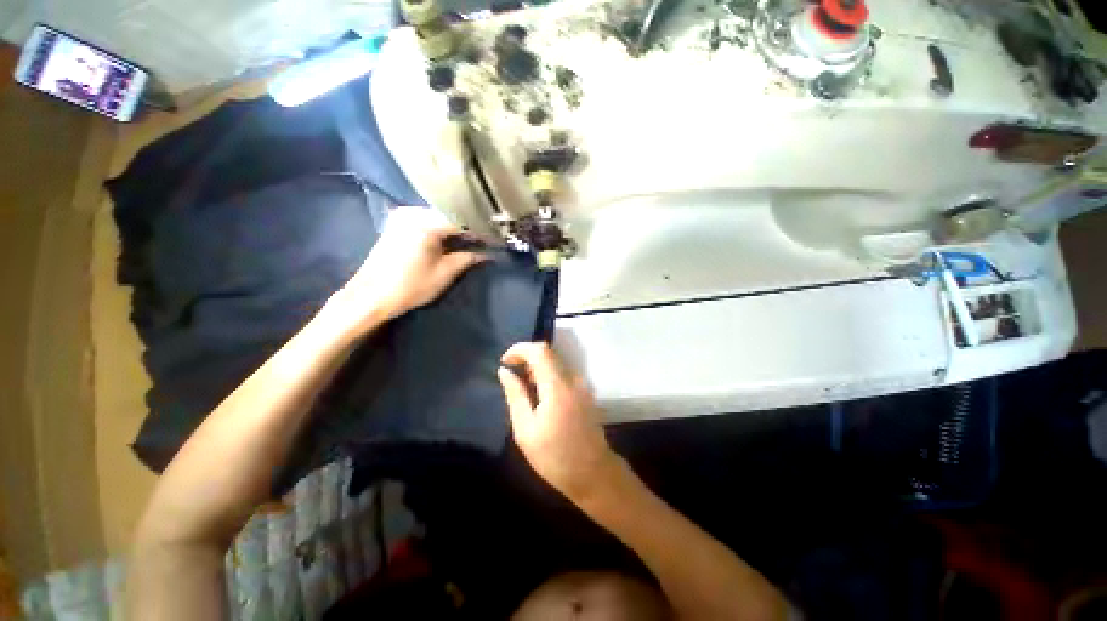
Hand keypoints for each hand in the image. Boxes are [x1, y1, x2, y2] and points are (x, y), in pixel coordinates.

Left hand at [334, 207, 486, 333]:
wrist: (370, 296)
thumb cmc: (411, 286)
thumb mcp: (445, 273)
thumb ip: (468, 258)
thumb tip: (488, 254)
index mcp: (425, 223)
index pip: (462, 220)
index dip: (481, 230)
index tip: (496, 238)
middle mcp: (412, 212)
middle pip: (450, 214)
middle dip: (469, 225)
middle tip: (487, 236)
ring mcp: (402, 216)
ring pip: (438, 215)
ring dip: (456, 226)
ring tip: (473, 237)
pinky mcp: (397, 223)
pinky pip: (427, 219)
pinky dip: (442, 227)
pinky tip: (452, 236)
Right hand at [498, 342, 619, 502]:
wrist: (593, 473)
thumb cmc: (555, 457)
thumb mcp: (525, 430)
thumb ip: (515, 395)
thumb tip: (505, 371)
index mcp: (557, 386)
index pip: (540, 350)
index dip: (519, 349)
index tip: (505, 362)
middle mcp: (573, 379)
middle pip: (548, 352)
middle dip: (527, 357)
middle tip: (512, 376)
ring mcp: (582, 384)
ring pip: (556, 361)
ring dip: (537, 367)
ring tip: (523, 388)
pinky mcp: (585, 391)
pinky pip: (563, 372)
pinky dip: (548, 375)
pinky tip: (540, 395)